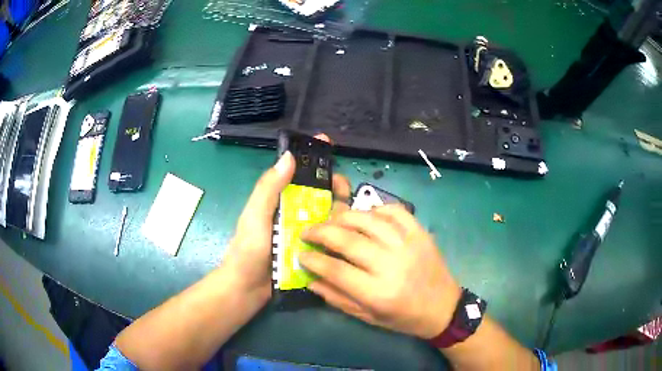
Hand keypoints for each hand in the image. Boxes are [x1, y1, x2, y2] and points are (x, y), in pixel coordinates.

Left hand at [222, 134, 346, 306]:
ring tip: (347, 214)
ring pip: (327, 213)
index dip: (314, 157)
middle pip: (319, 191)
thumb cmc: (248, 250)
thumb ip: (269, 188)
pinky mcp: (309, 249)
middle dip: (334, 185)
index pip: (299, 172)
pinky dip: (338, 231)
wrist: (247, 289)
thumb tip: (289, 155)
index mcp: (278, 199)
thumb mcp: (255, 216)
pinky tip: (349, 232)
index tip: (329, 146)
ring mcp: (302, 231)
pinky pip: (328, 236)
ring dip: (339, 209)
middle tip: (344, 190)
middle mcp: (292, 211)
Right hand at [299, 204, 461, 338]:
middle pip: (348, 240)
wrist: (443, 308)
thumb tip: (311, 279)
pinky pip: (395, 211)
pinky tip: (365, 216)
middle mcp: (392, 265)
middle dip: (320, 232)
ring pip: (368, 220)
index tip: (300, 254)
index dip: (313, 260)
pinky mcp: (420, 233)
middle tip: (307, 231)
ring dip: (343, 217)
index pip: (336, 270)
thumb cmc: (404, 318)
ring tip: (330, 221)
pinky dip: (376, 209)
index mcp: (379, 293)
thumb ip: (338, 298)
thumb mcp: (369, 317)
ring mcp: (408, 245)